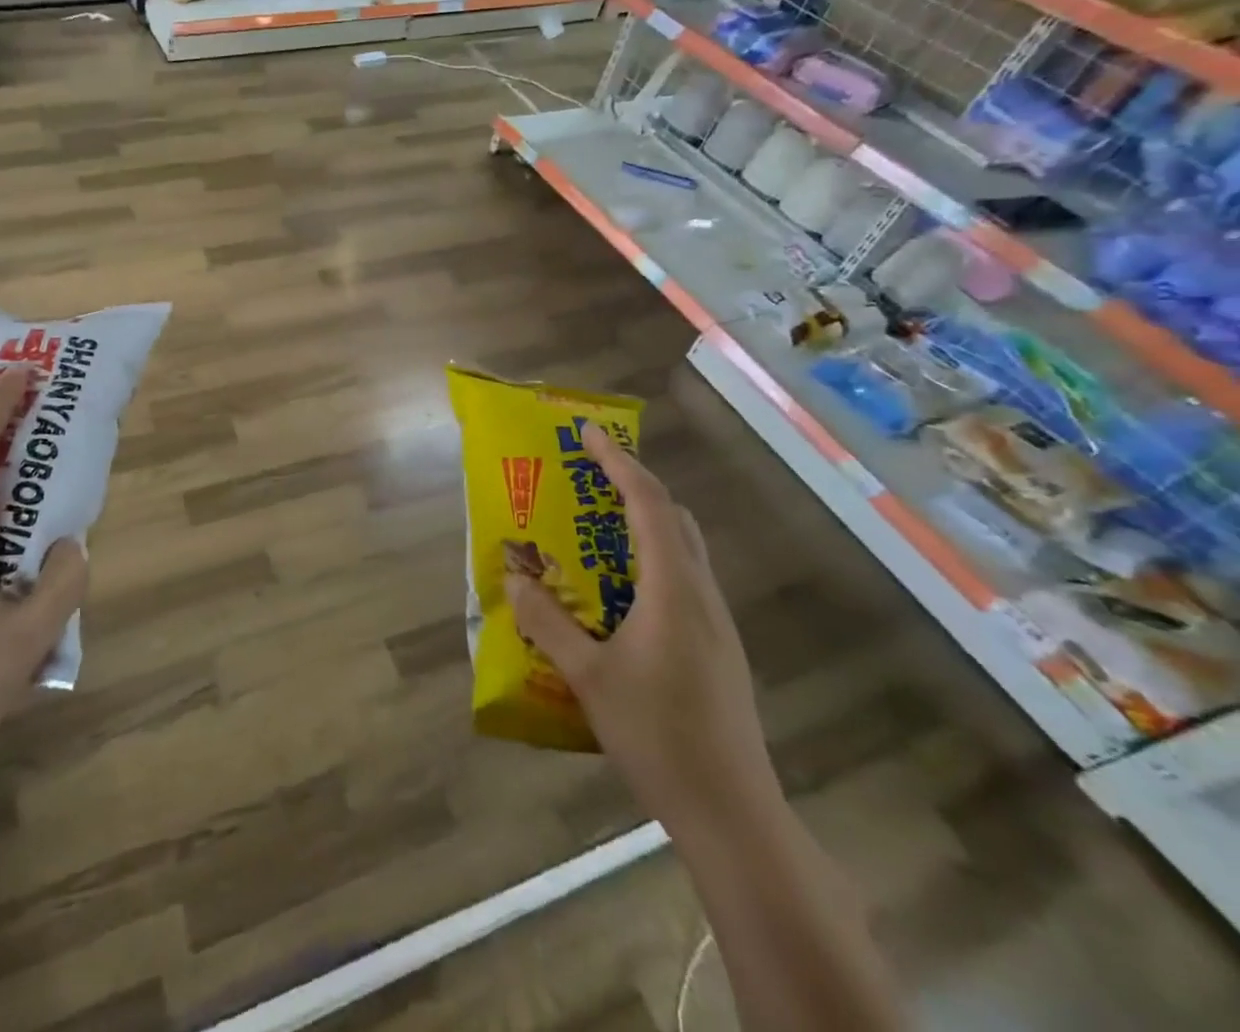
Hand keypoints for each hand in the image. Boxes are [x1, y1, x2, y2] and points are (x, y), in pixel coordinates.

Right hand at [506, 424, 775, 831]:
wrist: (732, 813)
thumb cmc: (658, 735)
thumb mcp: (588, 676)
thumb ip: (547, 622)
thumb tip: (512, 577)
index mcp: (673, 588)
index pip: (648, 503)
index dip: (618, 460)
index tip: (588, 432)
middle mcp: (701, 593)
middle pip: (673, 516)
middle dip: (632, 483)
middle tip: (588, 472)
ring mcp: (715, 622)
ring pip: (682, 548)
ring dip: (643, 520)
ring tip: (596, 524)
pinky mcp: (717, 647)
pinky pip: (682, 578)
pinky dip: (650, 558)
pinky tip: (619, 590)